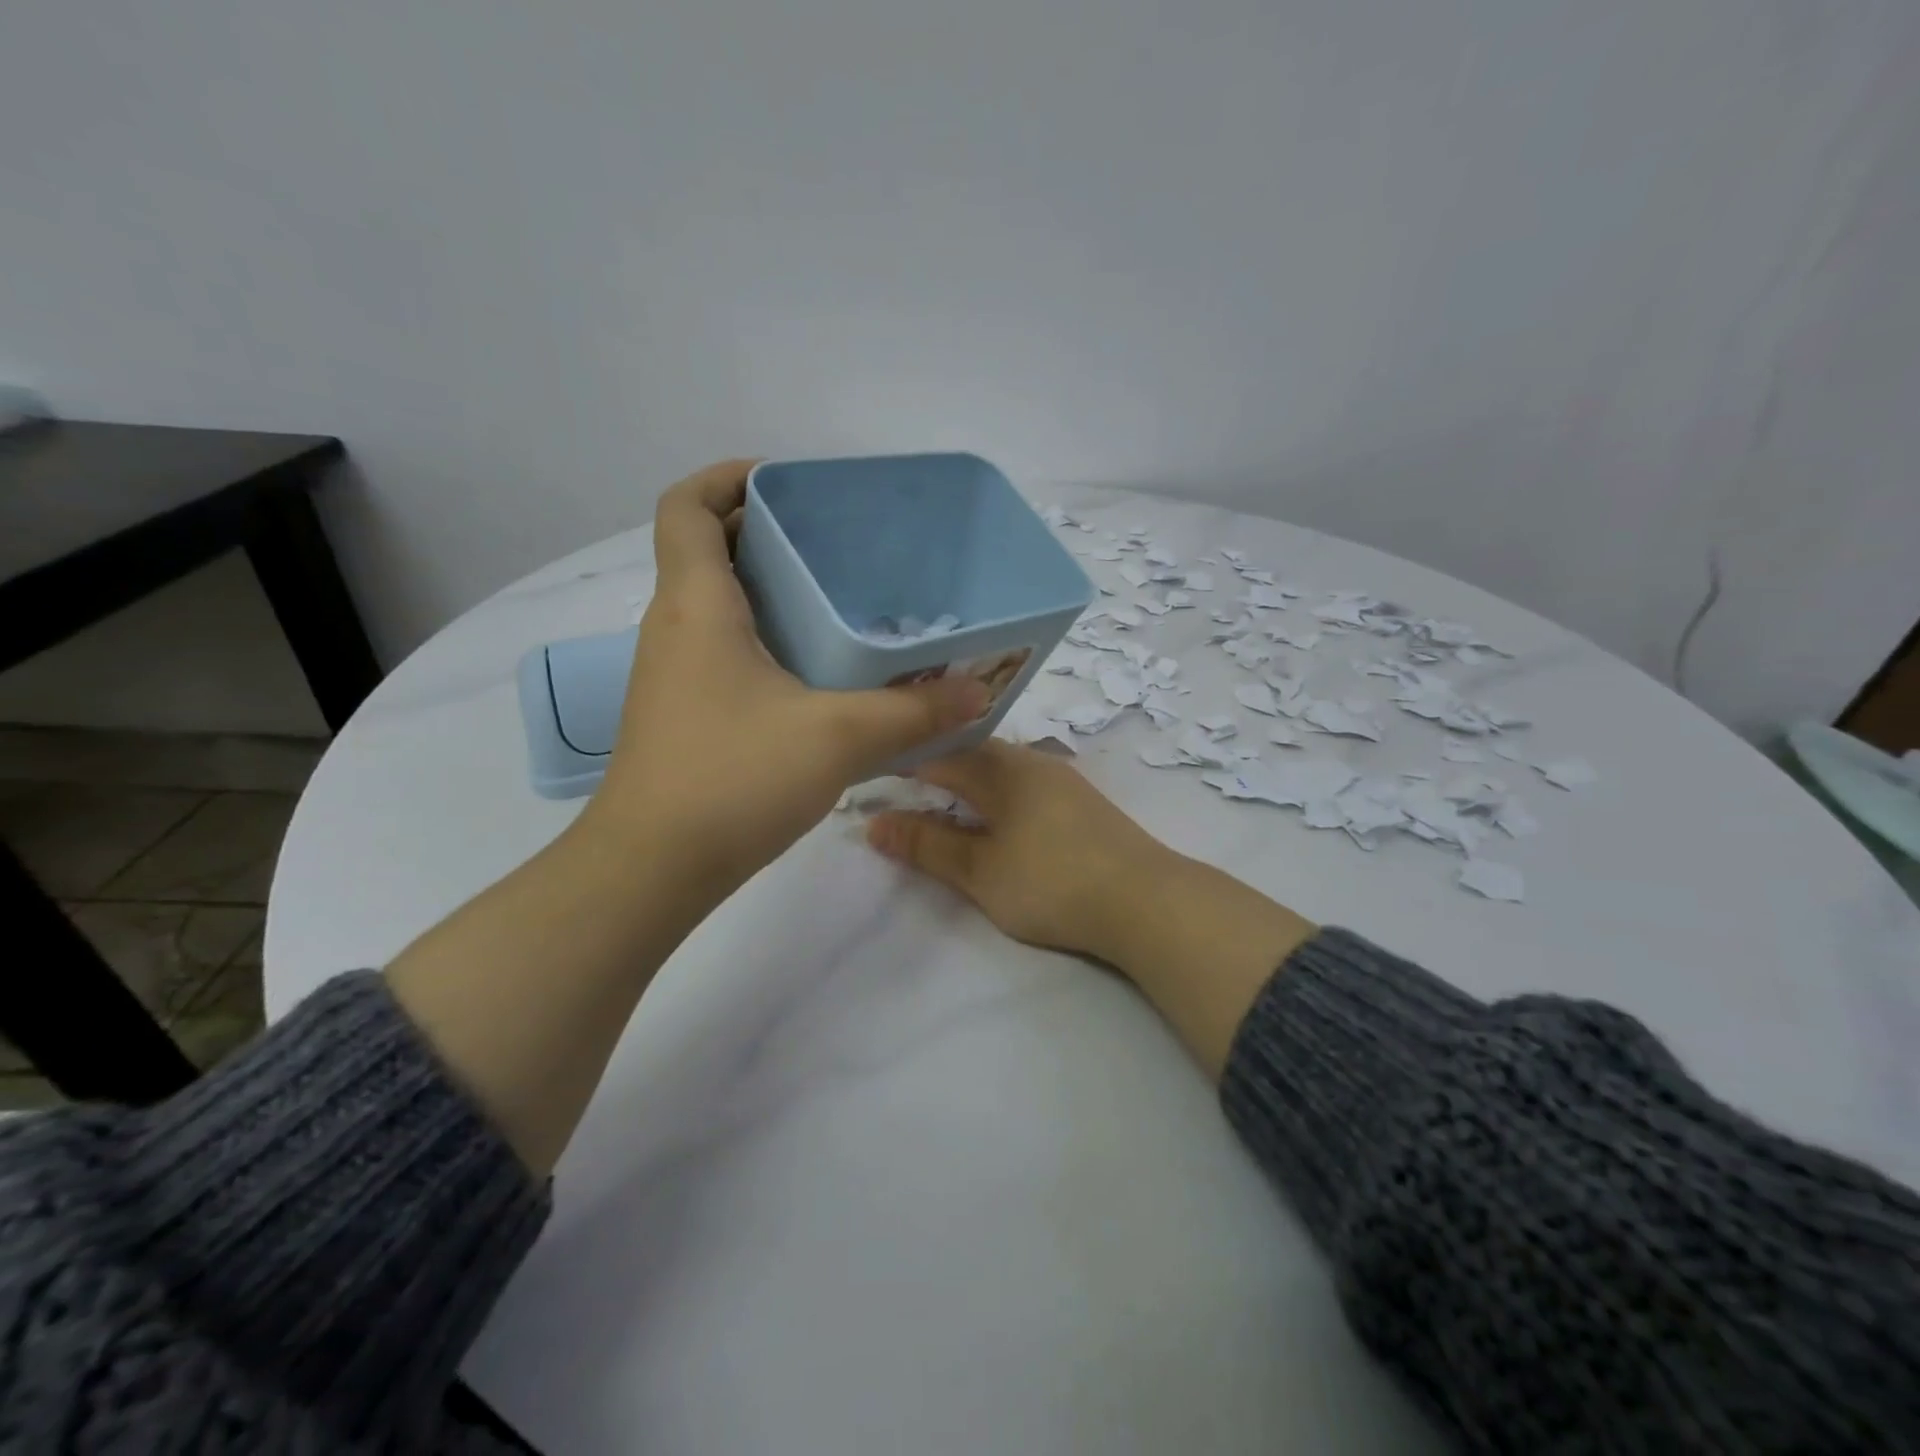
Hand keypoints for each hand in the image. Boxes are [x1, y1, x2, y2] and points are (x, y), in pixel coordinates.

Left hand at [586, 460, 988, 890]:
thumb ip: (914, 711)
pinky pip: (725, 650)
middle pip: (709, 550)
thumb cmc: (733, 778)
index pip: (687, 505)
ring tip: (841, 599)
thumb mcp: (838, 737)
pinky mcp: (685, 713)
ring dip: (770, 589)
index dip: (727, 477)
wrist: (653, 869)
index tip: (788, 483)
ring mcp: (675, 674)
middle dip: (768, 531)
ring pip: (718, 604)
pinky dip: (766, 639)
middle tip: (839, 543)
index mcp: (697, 605)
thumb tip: (979, 693)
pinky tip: (819, 671)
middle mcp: (675, 627)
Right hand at [868, 739, 1315, 1076]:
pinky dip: (998, 796)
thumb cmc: (1053, 884)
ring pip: (1001, 769)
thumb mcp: (981, 872)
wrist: (1148, 903)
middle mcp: (1033, 763)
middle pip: (973, 755)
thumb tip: (874, 823)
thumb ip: (928, 846)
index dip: (904, 764)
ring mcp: (1062, 781)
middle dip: (936, 770)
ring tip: (943, 806)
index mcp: (1004, 769)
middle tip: (904, 793)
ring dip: (969, 782)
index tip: (874, 778)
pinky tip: (996, 818)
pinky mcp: (1083, 804)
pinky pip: (1025, 785)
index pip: (941, 754)